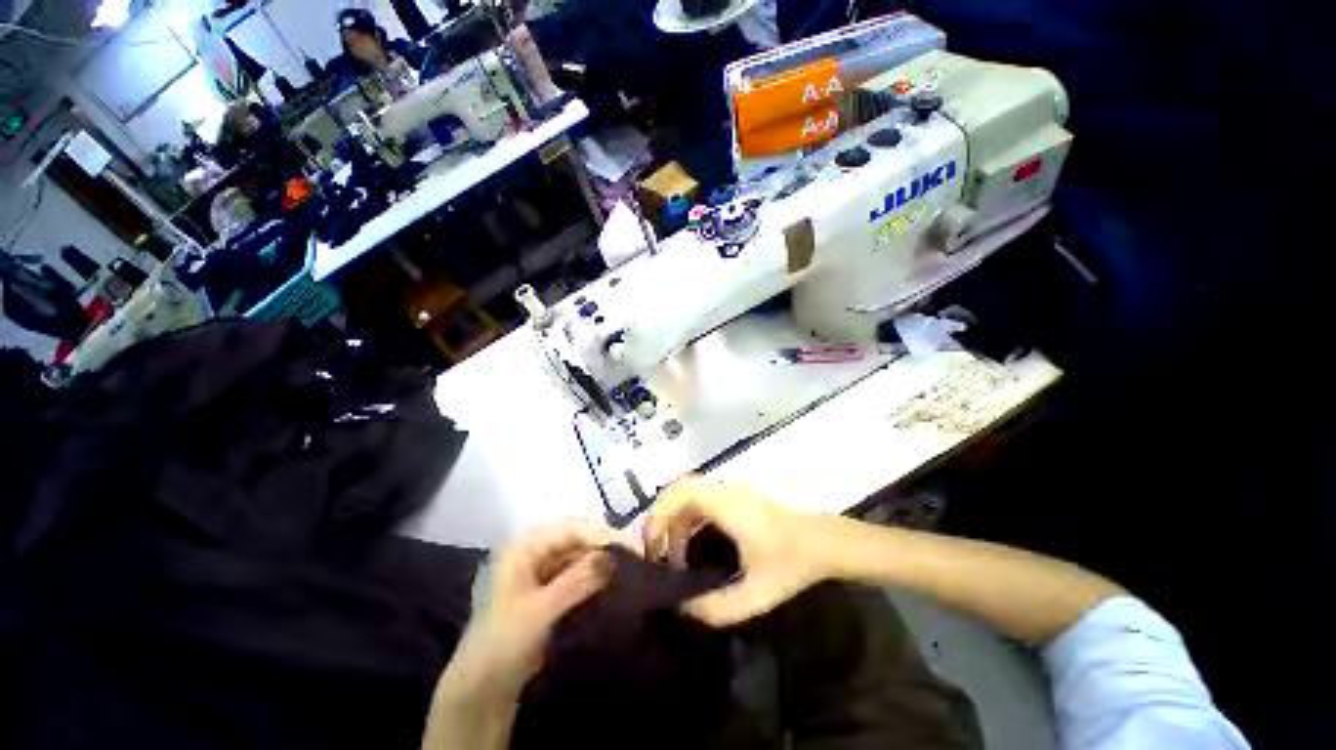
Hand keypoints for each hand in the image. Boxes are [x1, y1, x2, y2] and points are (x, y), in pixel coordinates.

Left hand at [441, 520, 619, 703]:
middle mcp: (529, 552)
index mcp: (522, 547)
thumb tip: (613, 556)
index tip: (628, 544)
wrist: (481, 691)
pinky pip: (570, 573)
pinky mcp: (542, 592)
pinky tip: (606, 580)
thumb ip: (579, 579)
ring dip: (596, 559)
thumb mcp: (542, 609)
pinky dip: (588, 575)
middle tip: (629, 554)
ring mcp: (535, 572)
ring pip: (573, 555)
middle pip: (572, 538)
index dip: (599, 533)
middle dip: (600, 544)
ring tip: (622, 566)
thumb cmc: (505, 641)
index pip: (568, 528)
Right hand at [643, 476, 832, 626]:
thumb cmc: (792, 563)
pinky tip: (692, 545)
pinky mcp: (737, 495)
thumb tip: (682, 609)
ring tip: (675, 556)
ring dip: (676, 519)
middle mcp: (726, 489)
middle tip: (657, 552)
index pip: (681, 492)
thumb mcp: (756, 594)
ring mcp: (732, 489)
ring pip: (690, 493)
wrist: (825, 542)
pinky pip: (702, 499)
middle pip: (680, 488)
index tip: (652, 547)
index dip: (659, 515)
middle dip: (662, 517)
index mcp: (728, 504)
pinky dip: (689, 518)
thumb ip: (717, 608)